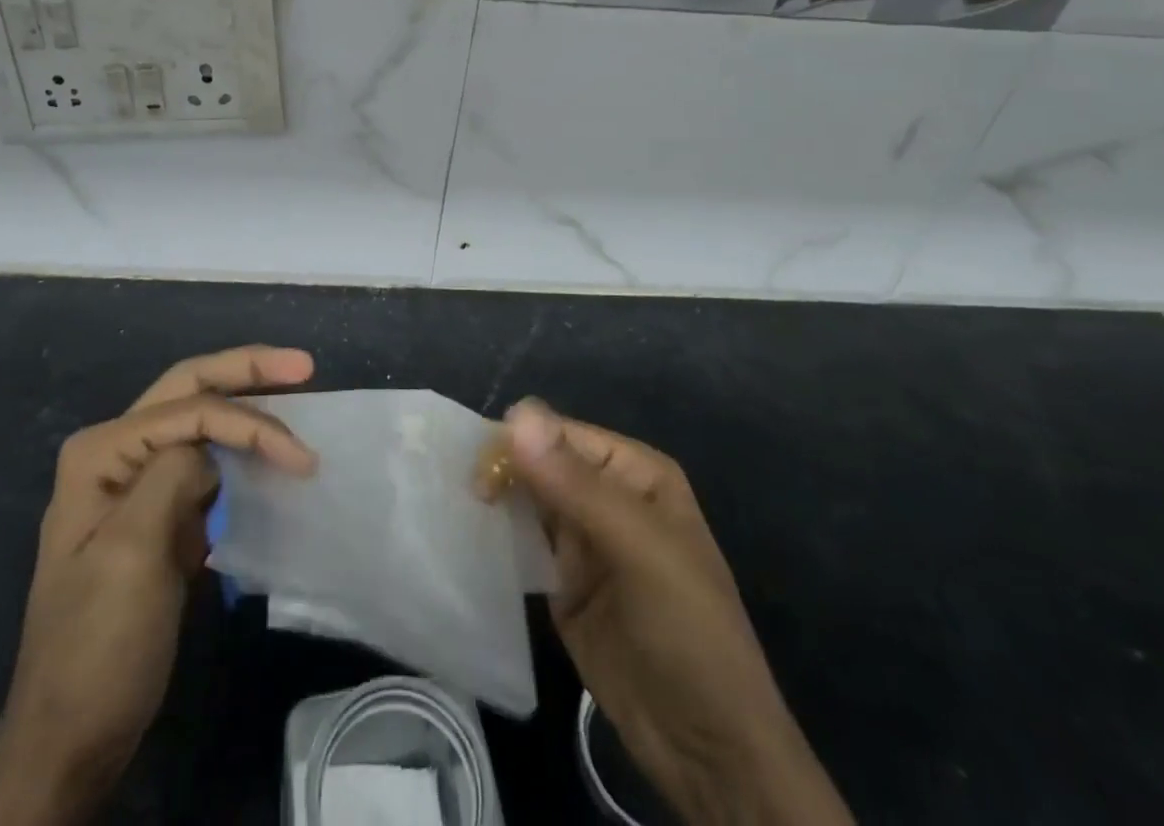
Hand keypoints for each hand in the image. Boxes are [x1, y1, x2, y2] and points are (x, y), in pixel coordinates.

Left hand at [0, 346, 316, 825]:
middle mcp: (115, 452)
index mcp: (102, 451)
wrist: (72, 736)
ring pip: (201, 420)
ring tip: (297, 396)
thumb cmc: (99, 644)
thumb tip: (210, 448)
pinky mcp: (158, 512)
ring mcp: (135, 481)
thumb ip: (171, 476)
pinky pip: (206, 462)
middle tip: (304, 365)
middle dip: (248, 371)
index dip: (249, 422)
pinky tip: (270, 450)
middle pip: (191, 390)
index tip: (302, 458)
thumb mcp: (131, 554)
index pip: (189, 410)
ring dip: (248, 407)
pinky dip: (241, 450)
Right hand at [499, 400, 851, 825]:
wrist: (707, 749)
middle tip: (468, 495)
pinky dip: (496, 538)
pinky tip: (466, 539)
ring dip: (493, 500)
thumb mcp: (639, 548)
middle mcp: (604, 495)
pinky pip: (521, 545)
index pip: (561, 435)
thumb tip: (516, 415)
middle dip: (501, 469)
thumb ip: (575, 484)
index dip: (520, 443)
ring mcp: (581, 540)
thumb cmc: (687, 630)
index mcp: (632, 472)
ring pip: (525, 500)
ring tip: (456, 509)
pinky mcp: (559, 582)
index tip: (481, 471)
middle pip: (538, 462)